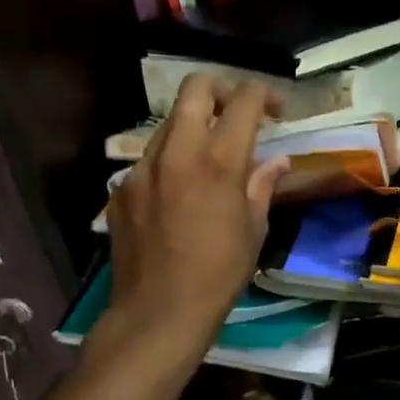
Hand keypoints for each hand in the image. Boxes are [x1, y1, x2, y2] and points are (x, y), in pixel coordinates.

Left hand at [97, 75, 288, 373]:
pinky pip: (150, 159)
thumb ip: (262, 185)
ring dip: (194, 126)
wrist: (158, 312)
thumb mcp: (254, 229)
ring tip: (208, 157)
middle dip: (222, 88)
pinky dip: (170, 162)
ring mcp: (143, 167)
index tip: (276, 109)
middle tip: (237, 112)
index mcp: (219, 161)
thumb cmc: (219, 274)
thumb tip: (277, 161)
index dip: (265, 94)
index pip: (245, 100)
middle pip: (195, 88)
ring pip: (169, 122)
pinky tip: (177, 193)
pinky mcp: (121, 187)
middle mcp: (177, 152)